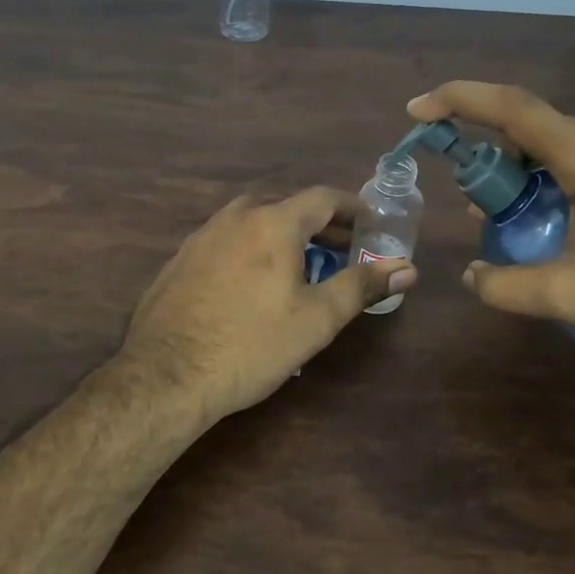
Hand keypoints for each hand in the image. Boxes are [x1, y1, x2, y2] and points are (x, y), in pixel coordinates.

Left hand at [118, 188, 416, 428]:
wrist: (166, 376)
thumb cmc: (252, 345)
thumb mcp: (317, 319)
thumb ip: (362, 286)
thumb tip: (408, 268)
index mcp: (273, 223)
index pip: (322, 197)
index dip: (352, 207)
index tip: (371, 223)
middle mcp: (235, 217)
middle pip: (286, 204)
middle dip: (319, 222)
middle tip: (341, 247)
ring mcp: (202, 236)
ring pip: (252, 219)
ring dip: (283, 232)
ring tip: (300, 263)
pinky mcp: (180, 259)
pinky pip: (226, 239)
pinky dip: (251, 246)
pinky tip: (252, 281)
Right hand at [407, 82, 574, 353]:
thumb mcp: (570, 297)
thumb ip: (506, 285)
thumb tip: (472, 274)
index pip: (513, 107)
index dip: (459, 99)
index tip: (419, 110)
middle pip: (532, 126)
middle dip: (490, 156)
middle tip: (473, 202)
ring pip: (558, 143)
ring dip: (521, 171)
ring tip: (507, 217)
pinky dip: (551, 177)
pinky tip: (551, 218)